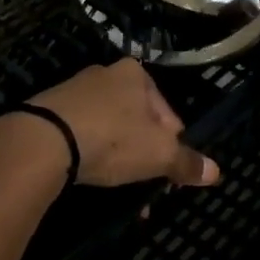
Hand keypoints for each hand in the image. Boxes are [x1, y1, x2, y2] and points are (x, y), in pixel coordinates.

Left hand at [26, 59, 220, 187]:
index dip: (172, 143)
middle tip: (146, 183)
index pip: (167, 111)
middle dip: (144, 153)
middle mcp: (104, 74)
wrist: (44, 139)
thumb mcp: (158, 153)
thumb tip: (215, 172)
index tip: (169, 169)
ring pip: (109, 129)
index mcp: (135, 73)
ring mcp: (74, 90)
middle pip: (137, 120)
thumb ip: (186, 162)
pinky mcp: (51, 110)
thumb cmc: (112, 138)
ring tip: (119, 185)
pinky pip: (82, 133)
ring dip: (118, 157)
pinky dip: (90, 154)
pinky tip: (90, 175)